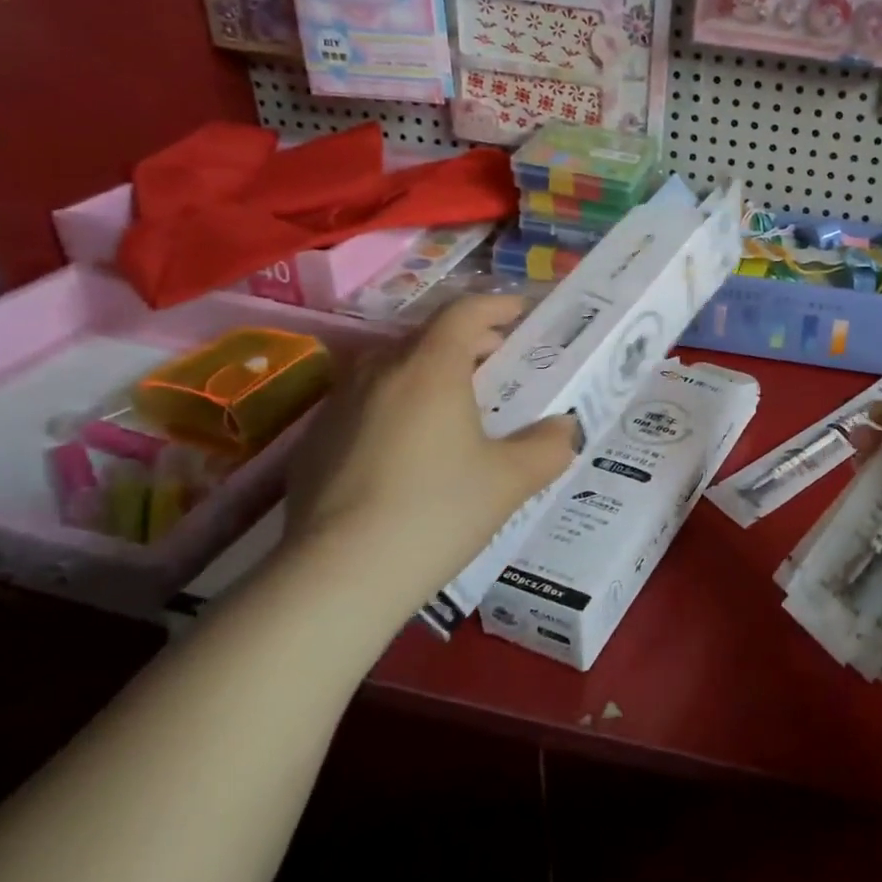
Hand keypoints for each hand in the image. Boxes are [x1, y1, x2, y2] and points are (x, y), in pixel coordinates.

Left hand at [282, 296, 578, 611]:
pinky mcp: (314, 441)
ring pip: (392, 368)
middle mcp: (380, 371)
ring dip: (429, 373)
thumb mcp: (511, 480)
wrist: (338, 576)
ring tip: (455, 406)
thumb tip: (566, 428)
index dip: (498, 306)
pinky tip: (408, 450)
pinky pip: (365, 404)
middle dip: (468, 342)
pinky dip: (395, 406)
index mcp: (430, 367)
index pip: (465, 312)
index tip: (523, 314)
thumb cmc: (437, 511)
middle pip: (428, 336)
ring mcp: (339, 404)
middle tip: (499, 366)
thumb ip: (549, 446)